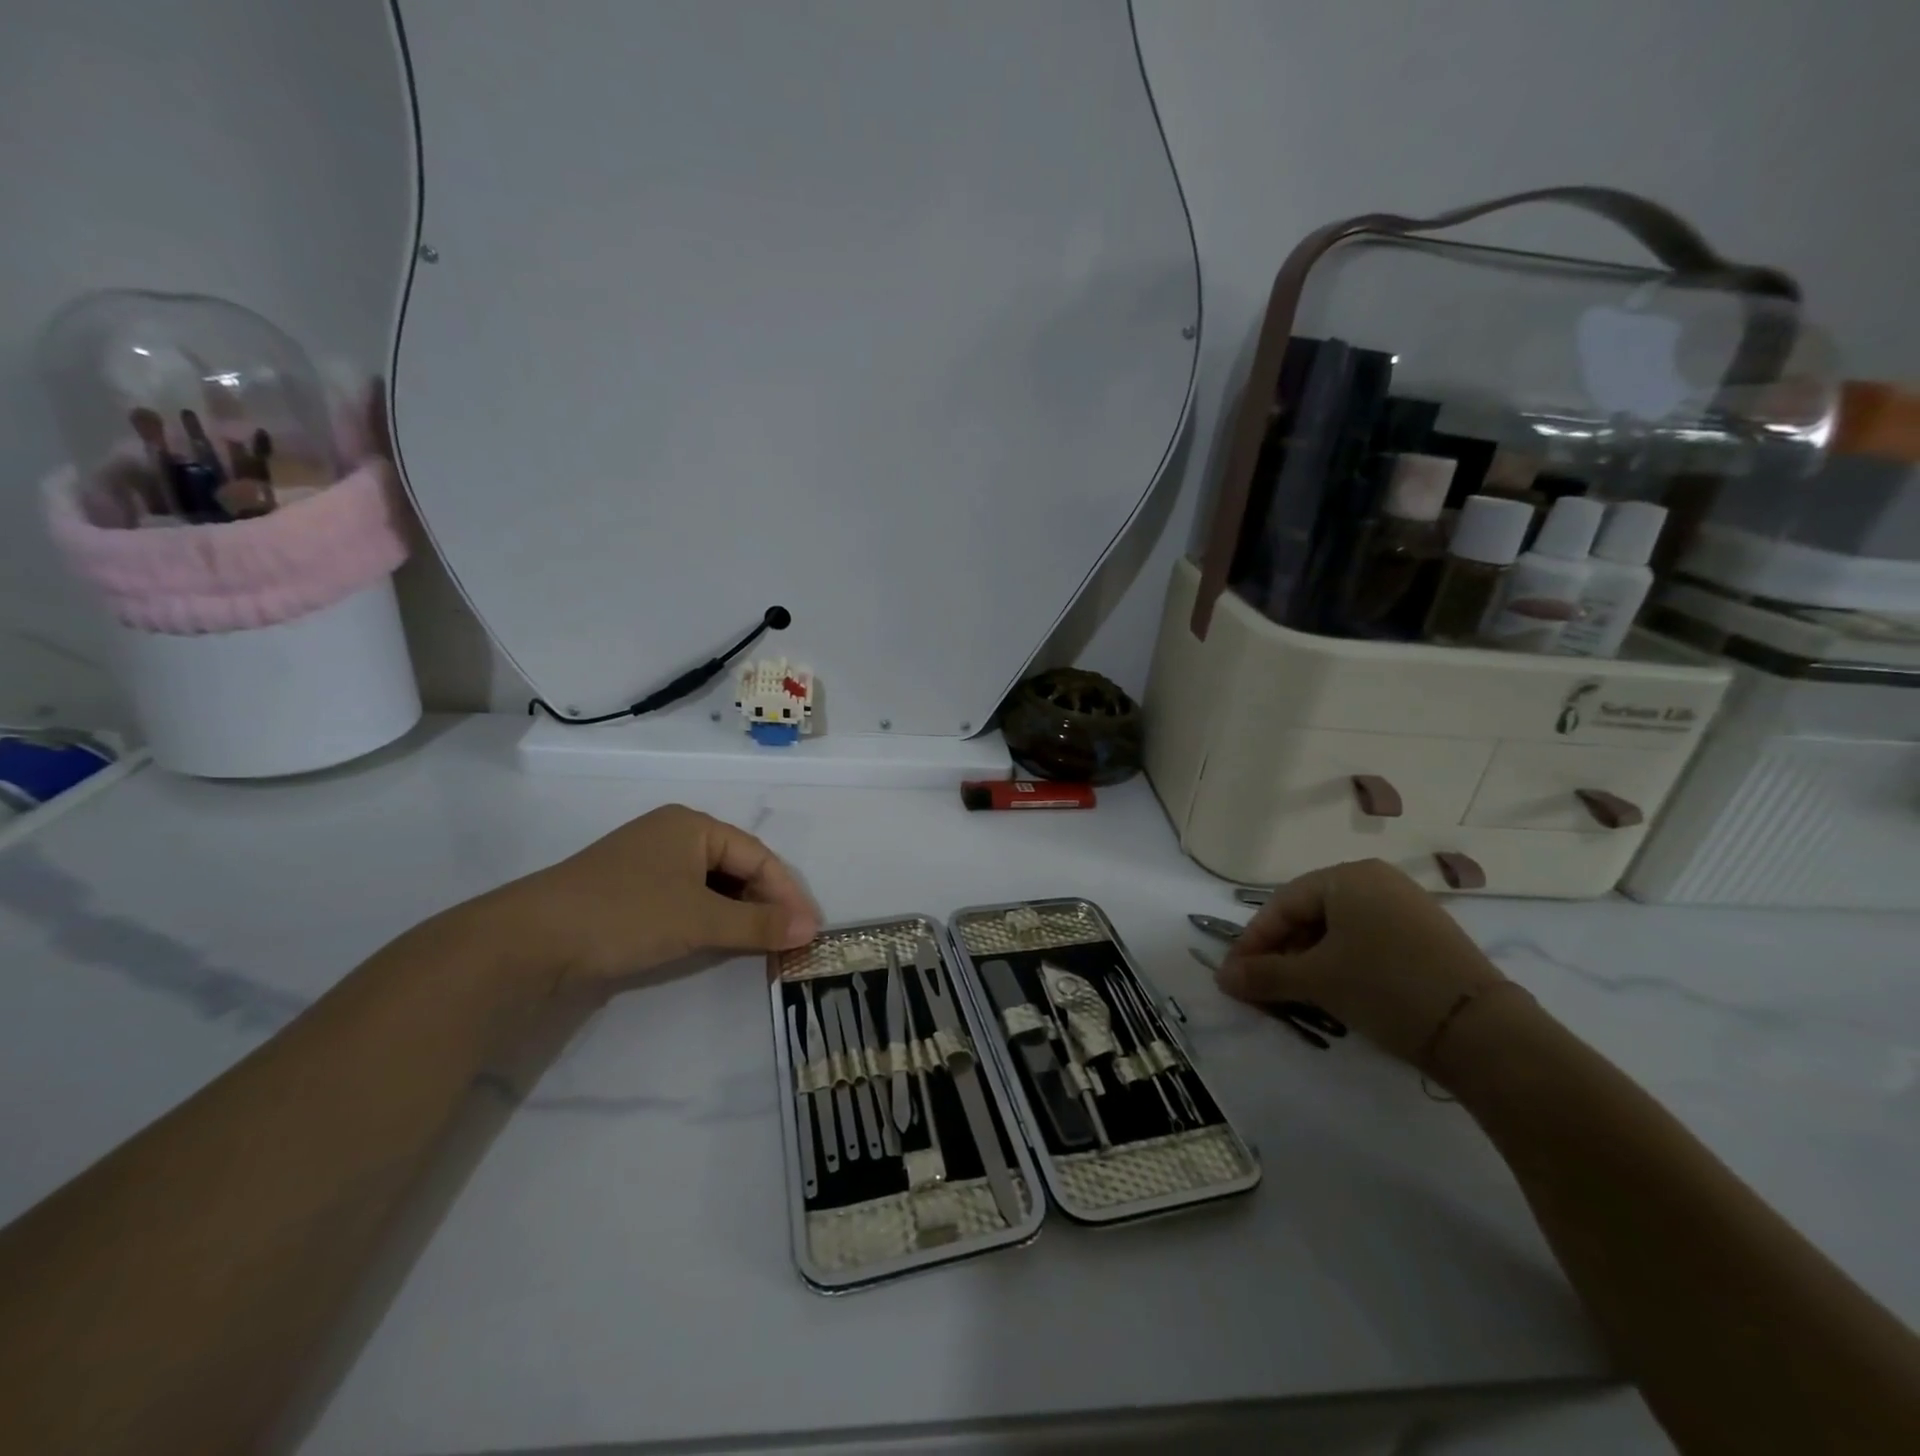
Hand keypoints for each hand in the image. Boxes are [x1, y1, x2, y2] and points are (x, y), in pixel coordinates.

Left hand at [486, 805, 819, 992]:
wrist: (528, 941)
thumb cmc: (625, 914)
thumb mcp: (699, 920)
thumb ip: (757, 924)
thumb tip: (811, 929)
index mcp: (693, 825)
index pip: (758, 856)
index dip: (787, 892)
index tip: (808, 929)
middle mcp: (673, 835)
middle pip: (736, 868)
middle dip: (764, 904)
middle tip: (788, 939)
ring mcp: (648, 863)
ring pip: (711, 886)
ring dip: (737, 914)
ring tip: (759, 945)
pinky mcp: (629, 892)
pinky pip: (686, 900)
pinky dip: (708, 920)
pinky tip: (716, 942)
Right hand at [1214, 859, 1504, 1063]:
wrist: (1483, 1032)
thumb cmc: (1384, 987)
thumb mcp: (1316, 980)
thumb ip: (1263, 975)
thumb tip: (1221, 978)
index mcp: (1347, 877)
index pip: (1282, 904)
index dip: (1253, 941)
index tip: (1235, 976)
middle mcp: (1377, 880)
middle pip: (1310, 915)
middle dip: (1282, 953)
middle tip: (1264, 988)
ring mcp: (1407, 907)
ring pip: (1339, 931)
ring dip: (1310, 961)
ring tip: (1298, 994)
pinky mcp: (1427, 936)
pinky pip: (1368, 941)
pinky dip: (1343, 964)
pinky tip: (1338, 992)